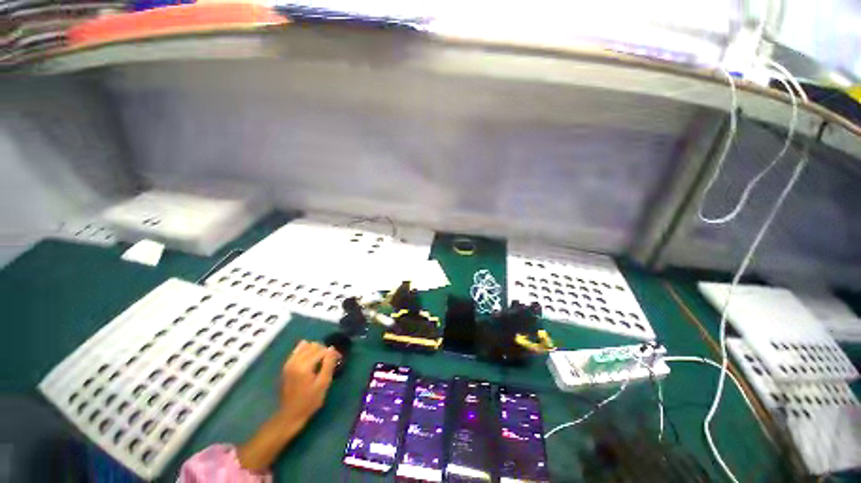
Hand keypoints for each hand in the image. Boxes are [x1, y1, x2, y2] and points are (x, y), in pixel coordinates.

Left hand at [278, 340, 339, 424]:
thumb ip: (328, 364)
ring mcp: (289, 362)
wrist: (290, 414)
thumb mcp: (323, 384)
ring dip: (315, 349)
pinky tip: (310, 359)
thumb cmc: (309, 401)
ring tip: (321, 359)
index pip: (323, 351)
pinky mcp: (287, 365)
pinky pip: (297, 350)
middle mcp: (295, 361)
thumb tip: (332, 349)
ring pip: (306, 345)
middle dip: (325, 350)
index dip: (333, 353)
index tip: (339, 360)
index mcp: (304, 366)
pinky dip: (305, 350)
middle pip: (314, 346)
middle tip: (331, 360)